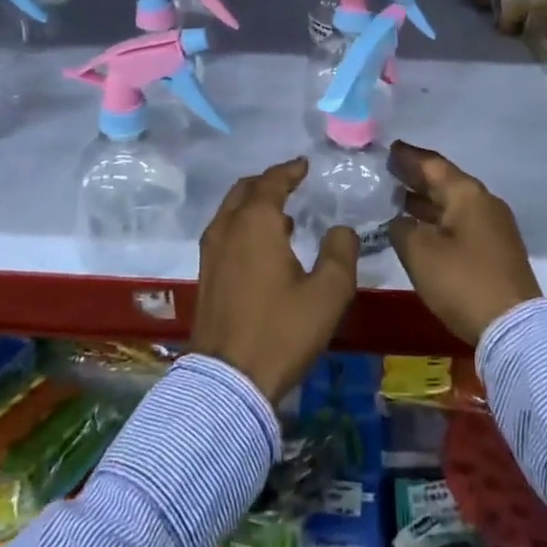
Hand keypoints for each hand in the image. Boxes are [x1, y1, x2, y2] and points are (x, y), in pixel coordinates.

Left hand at [191, 158, 359, 401]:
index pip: (272, 181)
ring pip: (231, 210)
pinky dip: (242, 224)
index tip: (304, 165)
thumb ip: (340, 253)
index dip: (290, 170)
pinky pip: (224, 231)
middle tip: (291, 183)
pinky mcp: (205, 274)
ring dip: (253, 204)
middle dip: (268, 182)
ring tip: (281, 215)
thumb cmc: (281, 331)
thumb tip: (341, 230)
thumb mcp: (328, 293)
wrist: (228, 381)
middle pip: (245, 189)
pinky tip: (262, 247)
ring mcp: (211, 251)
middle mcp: (228, 227)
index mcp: (256, 222)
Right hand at [386, 141, 542, 343]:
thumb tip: (400, 221)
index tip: (389, 148)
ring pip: (453, 204)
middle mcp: (483, 202)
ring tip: (398, 199)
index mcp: (466, 193)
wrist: (515, 327)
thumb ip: (401, 228)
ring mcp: (494, 227)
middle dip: (416, 178)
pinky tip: (421, 229)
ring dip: (426, 201)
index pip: (432, 164)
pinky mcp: (496, 250)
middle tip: (389, 171)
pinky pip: (461, 223)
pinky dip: (438, 220)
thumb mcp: (419, 252)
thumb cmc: (463, 281)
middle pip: (445, 182)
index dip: (408, 156)